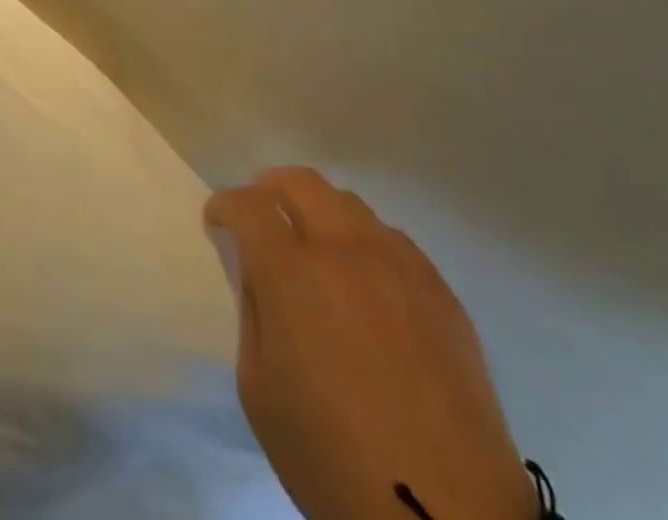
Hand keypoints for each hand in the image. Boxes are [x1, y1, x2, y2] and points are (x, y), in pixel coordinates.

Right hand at [205, 168, 531, 519]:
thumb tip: (258, 274)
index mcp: (291, 272)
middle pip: (299, 182)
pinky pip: (393, 241)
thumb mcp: (259, 389)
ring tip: (315, 249)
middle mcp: (344, 249)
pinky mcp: (441, 291)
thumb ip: (253, 313)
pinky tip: (367, 284)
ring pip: (349, 205)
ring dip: (320, 214)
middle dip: (269, 189)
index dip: (224, 206)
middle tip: (261, 216)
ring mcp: (399, 265)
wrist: (449, 519)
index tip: (218, 222)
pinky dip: (366, 244)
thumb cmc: (334, 458)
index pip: (247, 205)